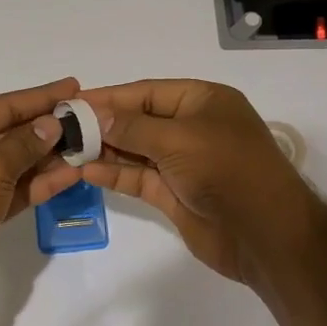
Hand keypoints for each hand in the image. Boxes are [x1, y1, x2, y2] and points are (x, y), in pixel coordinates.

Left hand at [0, 77, 86, 306]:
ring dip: (49, 157)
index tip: (74, 86)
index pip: (4, 104)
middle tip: (88, 119)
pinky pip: (15, 188)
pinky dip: (40, 183)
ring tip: (88, 147)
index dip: (40, 97)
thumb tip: (51, 123)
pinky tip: (71, 175)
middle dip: (48, 128)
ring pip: (17, 162)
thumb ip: (26, 143)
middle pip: (11, 131)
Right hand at [77, 79, 316, 282]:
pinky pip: (138, 177)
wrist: (264, 233)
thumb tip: (96, 116)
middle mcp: (192, 128)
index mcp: (203, 101)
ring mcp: (183, 162)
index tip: (73, 101)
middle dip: (103, 124)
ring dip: (104, 150)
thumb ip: (132, 127)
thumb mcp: (178, 138)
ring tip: (66, 149)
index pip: (147, 92)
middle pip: (138, 120)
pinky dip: (114, 173)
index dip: (110, 97)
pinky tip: (85, 171)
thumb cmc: (226, 169)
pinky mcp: (174, 193)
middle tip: (62, 128)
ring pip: (135, 150)